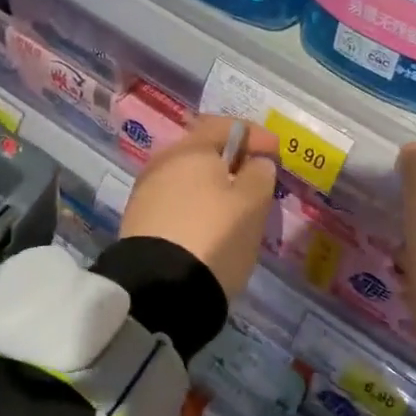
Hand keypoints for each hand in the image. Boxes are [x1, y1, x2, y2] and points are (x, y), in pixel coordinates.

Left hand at [119, 115, 278, 300]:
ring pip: (187, 179)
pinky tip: (209, 225)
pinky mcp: (139, 223)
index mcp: (189, 150)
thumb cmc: (215, 236)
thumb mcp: (252, 204)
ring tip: (235, 207)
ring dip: (212, 186)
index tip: (276, 151)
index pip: (224, 125)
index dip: (254, 135)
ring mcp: (146, 194)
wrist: (161, 289)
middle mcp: (162, 163)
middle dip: (231, 161)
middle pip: (202, 153)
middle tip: (256, 178)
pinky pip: (176, 203)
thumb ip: (259, 174)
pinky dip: (196, 206)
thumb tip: (255, 163)